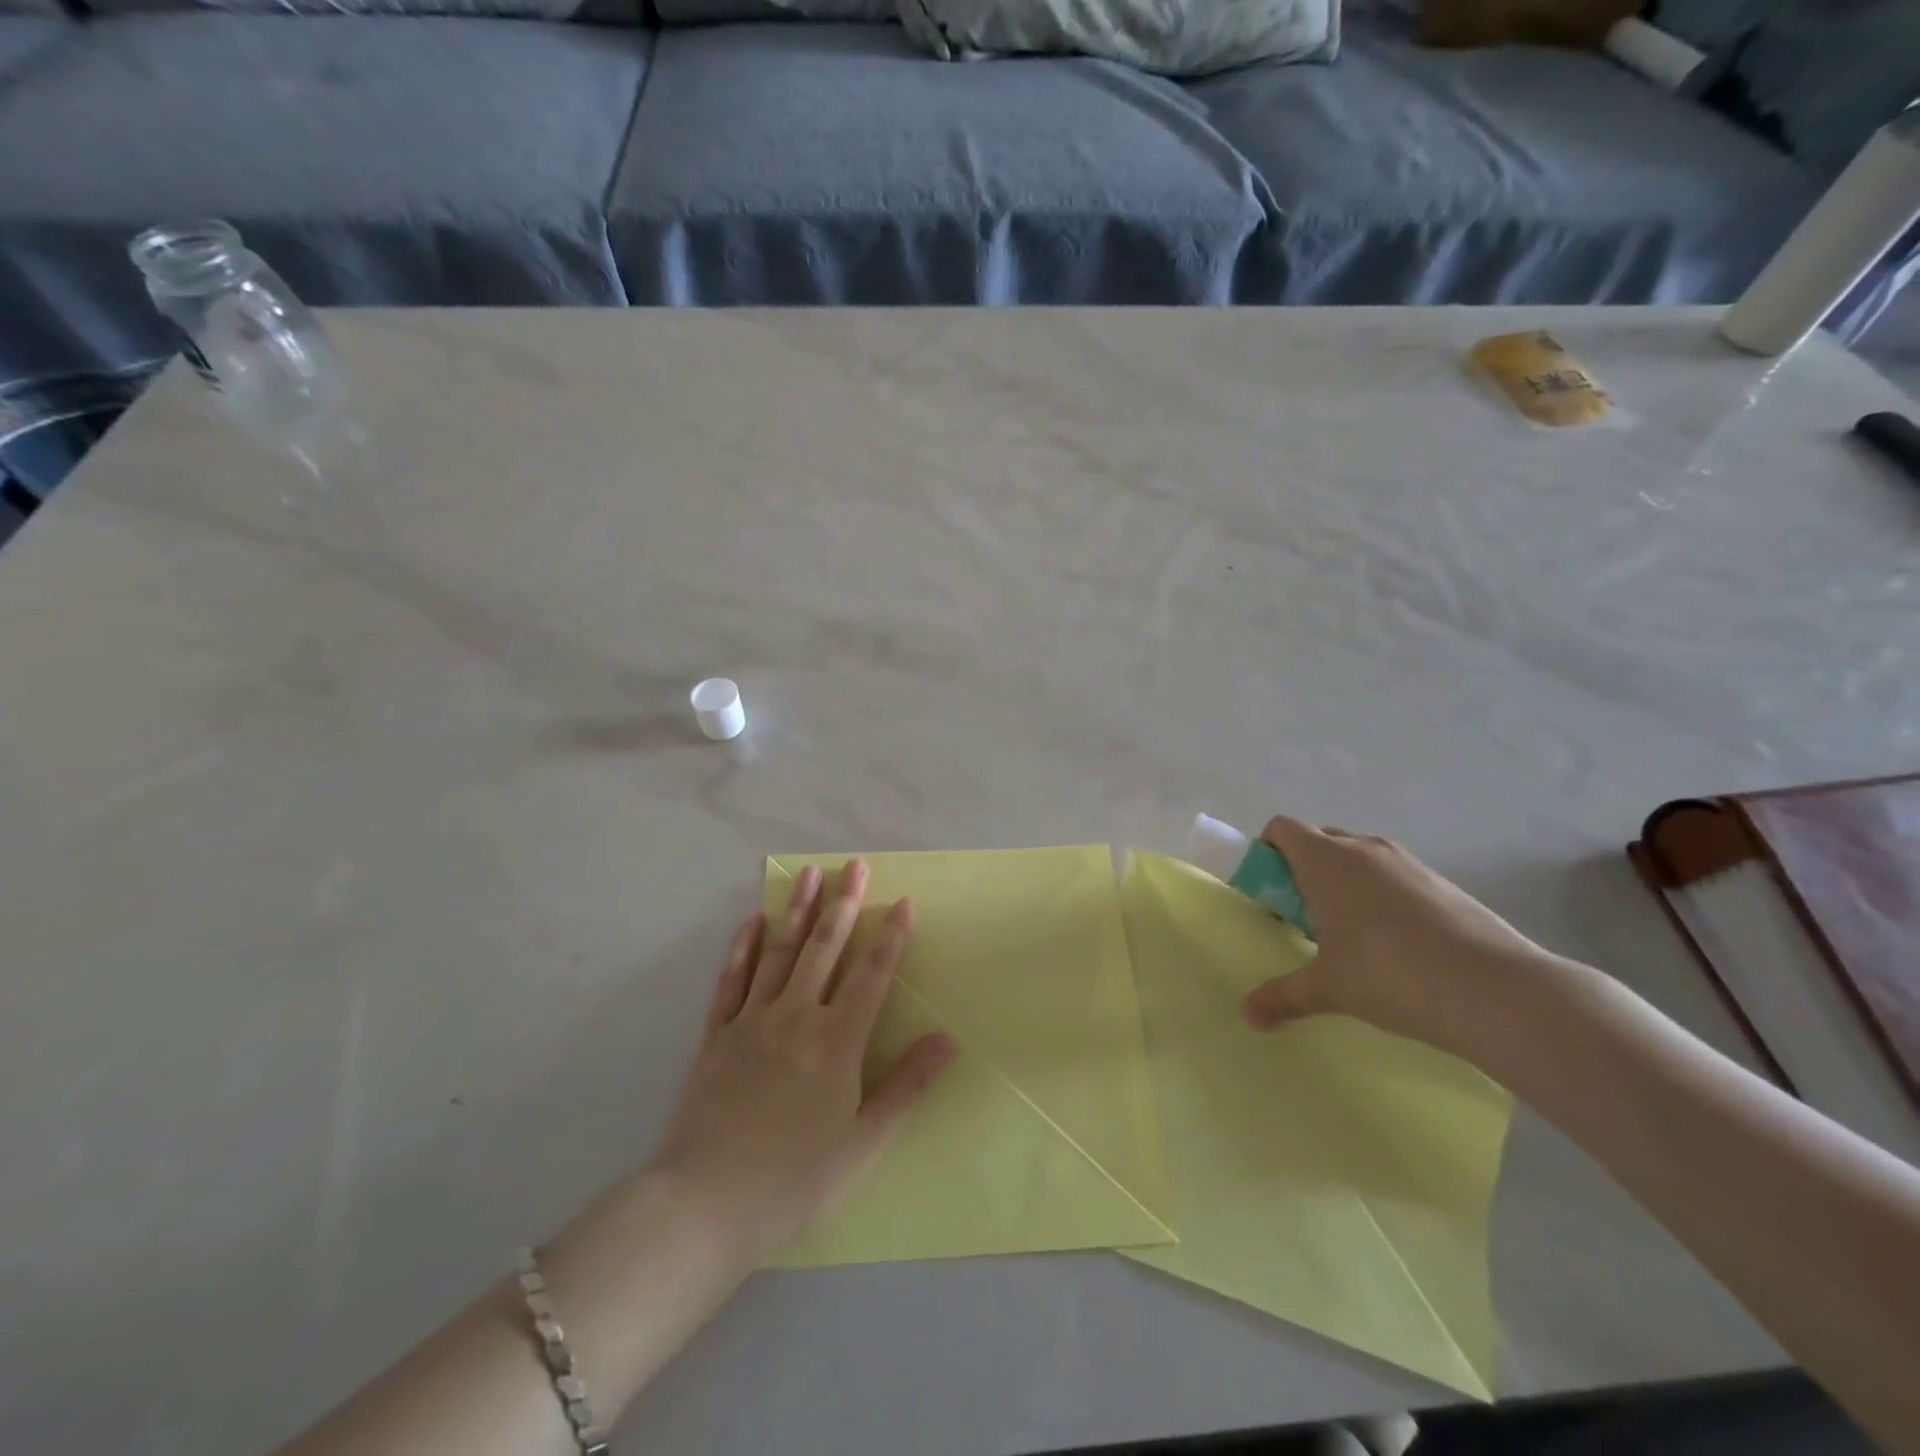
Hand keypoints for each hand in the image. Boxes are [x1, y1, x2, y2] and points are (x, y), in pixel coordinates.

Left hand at [646, 860, 955, 1264]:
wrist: (704, 1206)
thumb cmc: (794, 1180)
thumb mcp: (864, 1143)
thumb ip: (906, 1085)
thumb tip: (948, 1038)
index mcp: (837, 1042)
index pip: (872, 974)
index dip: (890, 936)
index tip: (903, 901)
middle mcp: (796, 1017)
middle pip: (825, 948)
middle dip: (844, 904)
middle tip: (855, 865)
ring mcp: (751, 1021)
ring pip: (779, 952)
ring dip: (797, 910)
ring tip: (810, 873)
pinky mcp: (715, 1035)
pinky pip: (731, 980)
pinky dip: (742, 947)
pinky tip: (752, 921)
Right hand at [1241, 817, 1549, 1052]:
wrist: (1494, 989)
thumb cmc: (1389, 975)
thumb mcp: (1328, 988)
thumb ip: (1283, 996)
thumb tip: (1249, 1016)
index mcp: (1324, 860)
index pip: (1282, 829)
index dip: (1268, 852)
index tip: (1270, 891)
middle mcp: (1363, 849)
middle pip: (1319, 839)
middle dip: (1305, 869)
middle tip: (1305, 915)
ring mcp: (1407, 862)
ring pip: (1360, 857)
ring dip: (1346, 881)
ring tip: (1352, 932)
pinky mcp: (1442, 881)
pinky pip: (1395, 875)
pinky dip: (1383, 895)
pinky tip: (1398, 943)